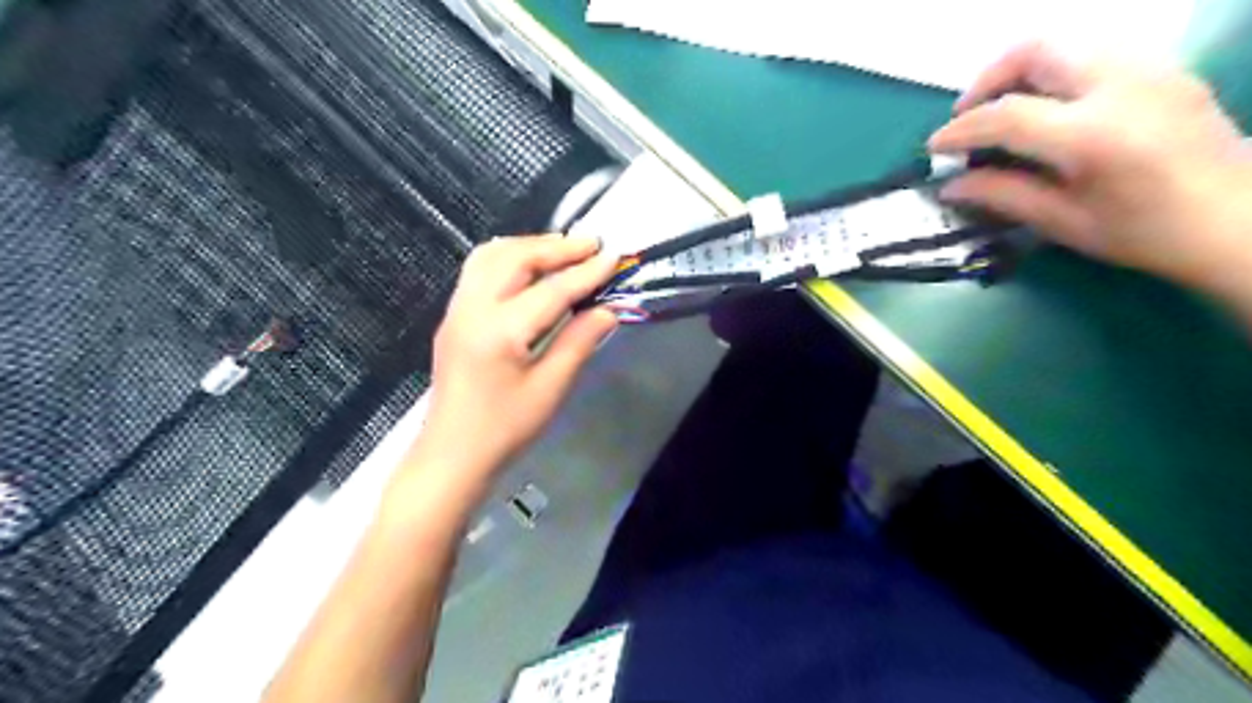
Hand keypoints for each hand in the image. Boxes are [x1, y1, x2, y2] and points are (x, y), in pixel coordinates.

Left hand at [413, 234, 620, 486]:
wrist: (452, 454)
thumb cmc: (505, 429)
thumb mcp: (550, 389)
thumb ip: (578, 343)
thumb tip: (607, 311)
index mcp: (500, 331)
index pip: (551, 290)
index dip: (586, 273)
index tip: (614, 257)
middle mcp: (473, 309)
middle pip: (515, 258)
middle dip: (556, 247)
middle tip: (592, 244)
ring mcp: (457, 309)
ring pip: (491, 256)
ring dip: (529, 246)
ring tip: (563, 250)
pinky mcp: (453, 316)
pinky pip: (478, 269)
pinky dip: (508, 257)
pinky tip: (529, 267)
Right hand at [928, 41, 1250, 292]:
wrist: (1236, 221)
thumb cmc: (1143, 233)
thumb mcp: (1062, 222)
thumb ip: (1002, 196)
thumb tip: (950, 186)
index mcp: (1092, 135)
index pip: (1006, 114)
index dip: (960, 130)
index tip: (935, 148)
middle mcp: (1121, 86)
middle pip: (1036, 51)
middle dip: (987, 80)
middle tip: (967, 117)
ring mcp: (1149, 69)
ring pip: (1066, 44)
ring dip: (1020, 72)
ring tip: (1003, 111)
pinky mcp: (1163, 69)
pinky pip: (1093, 53)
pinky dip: (1055, 74)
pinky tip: (1048, 110)